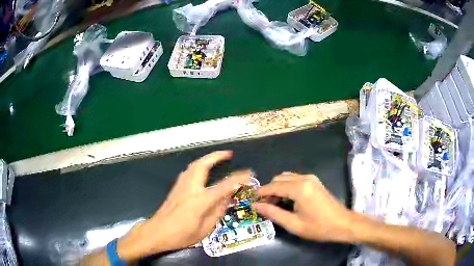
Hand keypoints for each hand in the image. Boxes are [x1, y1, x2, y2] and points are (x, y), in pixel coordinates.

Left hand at [116, 151, 250, 260]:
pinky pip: (188, 172)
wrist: (156, 232)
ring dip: (206, 159)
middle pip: (203, 165)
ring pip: (193, 166)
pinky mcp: (175, 189)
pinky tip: (200, 171)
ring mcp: (180, 187)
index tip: (249, 173)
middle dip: (216, 156)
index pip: (224, 186)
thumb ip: (216, 213)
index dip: (238, 179)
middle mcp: (190, 189)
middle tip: (227, 153)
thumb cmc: (181, 235)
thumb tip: (225, 200)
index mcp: (200, 200)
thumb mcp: (204, 229)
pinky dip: (197, 166)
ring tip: (215, 159)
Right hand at [254, 172, 354, 242]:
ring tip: (274, 203)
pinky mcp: (314, 181)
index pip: (273, 186)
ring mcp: (311, 178)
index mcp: (299, 188)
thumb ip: (273, 212)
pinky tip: (287, 199)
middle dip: (269, 190)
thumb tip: (255, 205)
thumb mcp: (293, 224)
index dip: (260, 193)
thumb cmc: (318, 227)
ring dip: (277, 188)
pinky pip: (295, 179)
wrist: (342, 223)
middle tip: (264, 205)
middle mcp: (304, 178)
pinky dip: (287, 186)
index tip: (250, 201)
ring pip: (286, 178)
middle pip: (279, 179)